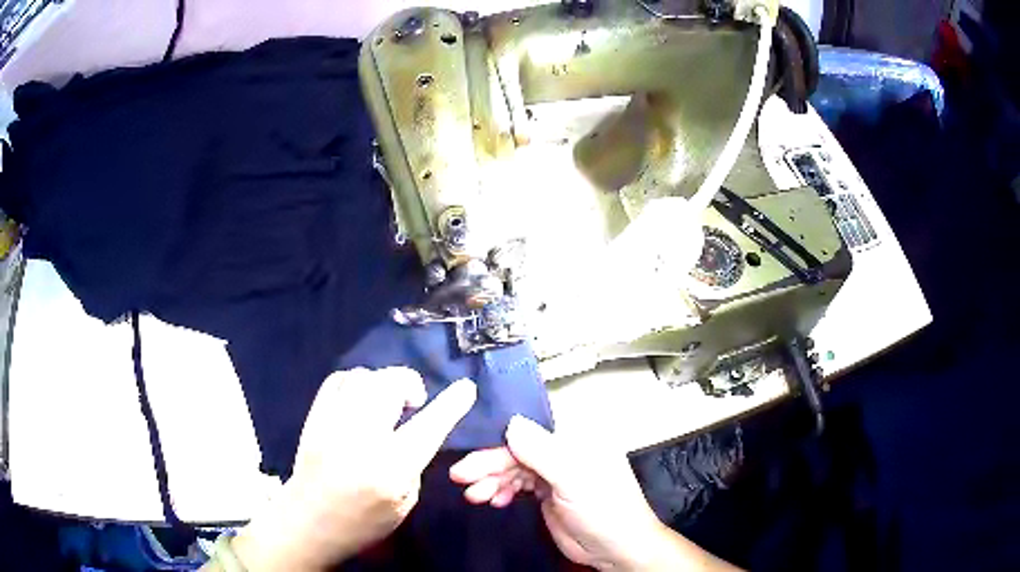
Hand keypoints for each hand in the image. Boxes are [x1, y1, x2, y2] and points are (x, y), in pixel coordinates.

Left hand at [233, 368, 476, 571]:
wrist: (309, 521)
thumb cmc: (363, 522)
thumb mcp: (404, 503)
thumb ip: (413, 464)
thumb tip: (416, 431)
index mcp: (390, 468)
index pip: (428, 427)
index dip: (451, 405)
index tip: (466, 388)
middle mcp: (361, 438)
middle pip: (389, 385)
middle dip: (410, 384)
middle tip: (413, 402)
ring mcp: (332, 423)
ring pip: (363, 377)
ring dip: (383, 383)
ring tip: (386, 402)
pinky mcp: (314, 417)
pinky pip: (337, 380)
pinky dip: (356, 382)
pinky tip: (361, 398)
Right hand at [450, 416, 738, 570]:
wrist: (615, 549)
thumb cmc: (604, 509)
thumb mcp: (574, 479)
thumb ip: (542, 451)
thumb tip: (510, 423)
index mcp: (579, 435)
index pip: (533, 423)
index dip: (501, 431)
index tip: (471, 443)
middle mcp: (565, 448)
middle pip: (518, 448)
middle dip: (489, 462)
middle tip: (461, 476)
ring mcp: (555, 471)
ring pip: (514, 466)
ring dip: (492, 479)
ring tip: (475, 495)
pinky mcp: (547, 491)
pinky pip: (517, 483)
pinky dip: (502, 490)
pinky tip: (493, 500)